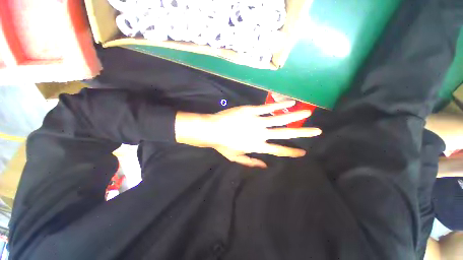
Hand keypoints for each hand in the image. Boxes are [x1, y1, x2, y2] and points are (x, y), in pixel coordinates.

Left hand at [175, 101, 321, 167]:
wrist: (212, 130)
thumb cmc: (223, 145)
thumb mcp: (236, 158)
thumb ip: (251, 162)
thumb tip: (265, 165)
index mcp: (257, 146)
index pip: (279, 150)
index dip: (291, 151)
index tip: (303, 152)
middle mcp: (261, 134)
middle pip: (285, 134)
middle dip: (302, 132)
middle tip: (317, 131)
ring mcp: (257, 121)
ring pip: (280, 118)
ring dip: (295, 115)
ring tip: (308, 112)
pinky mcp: (251, 110)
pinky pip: (268, 108)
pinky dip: (280, 105)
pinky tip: (290, 102)